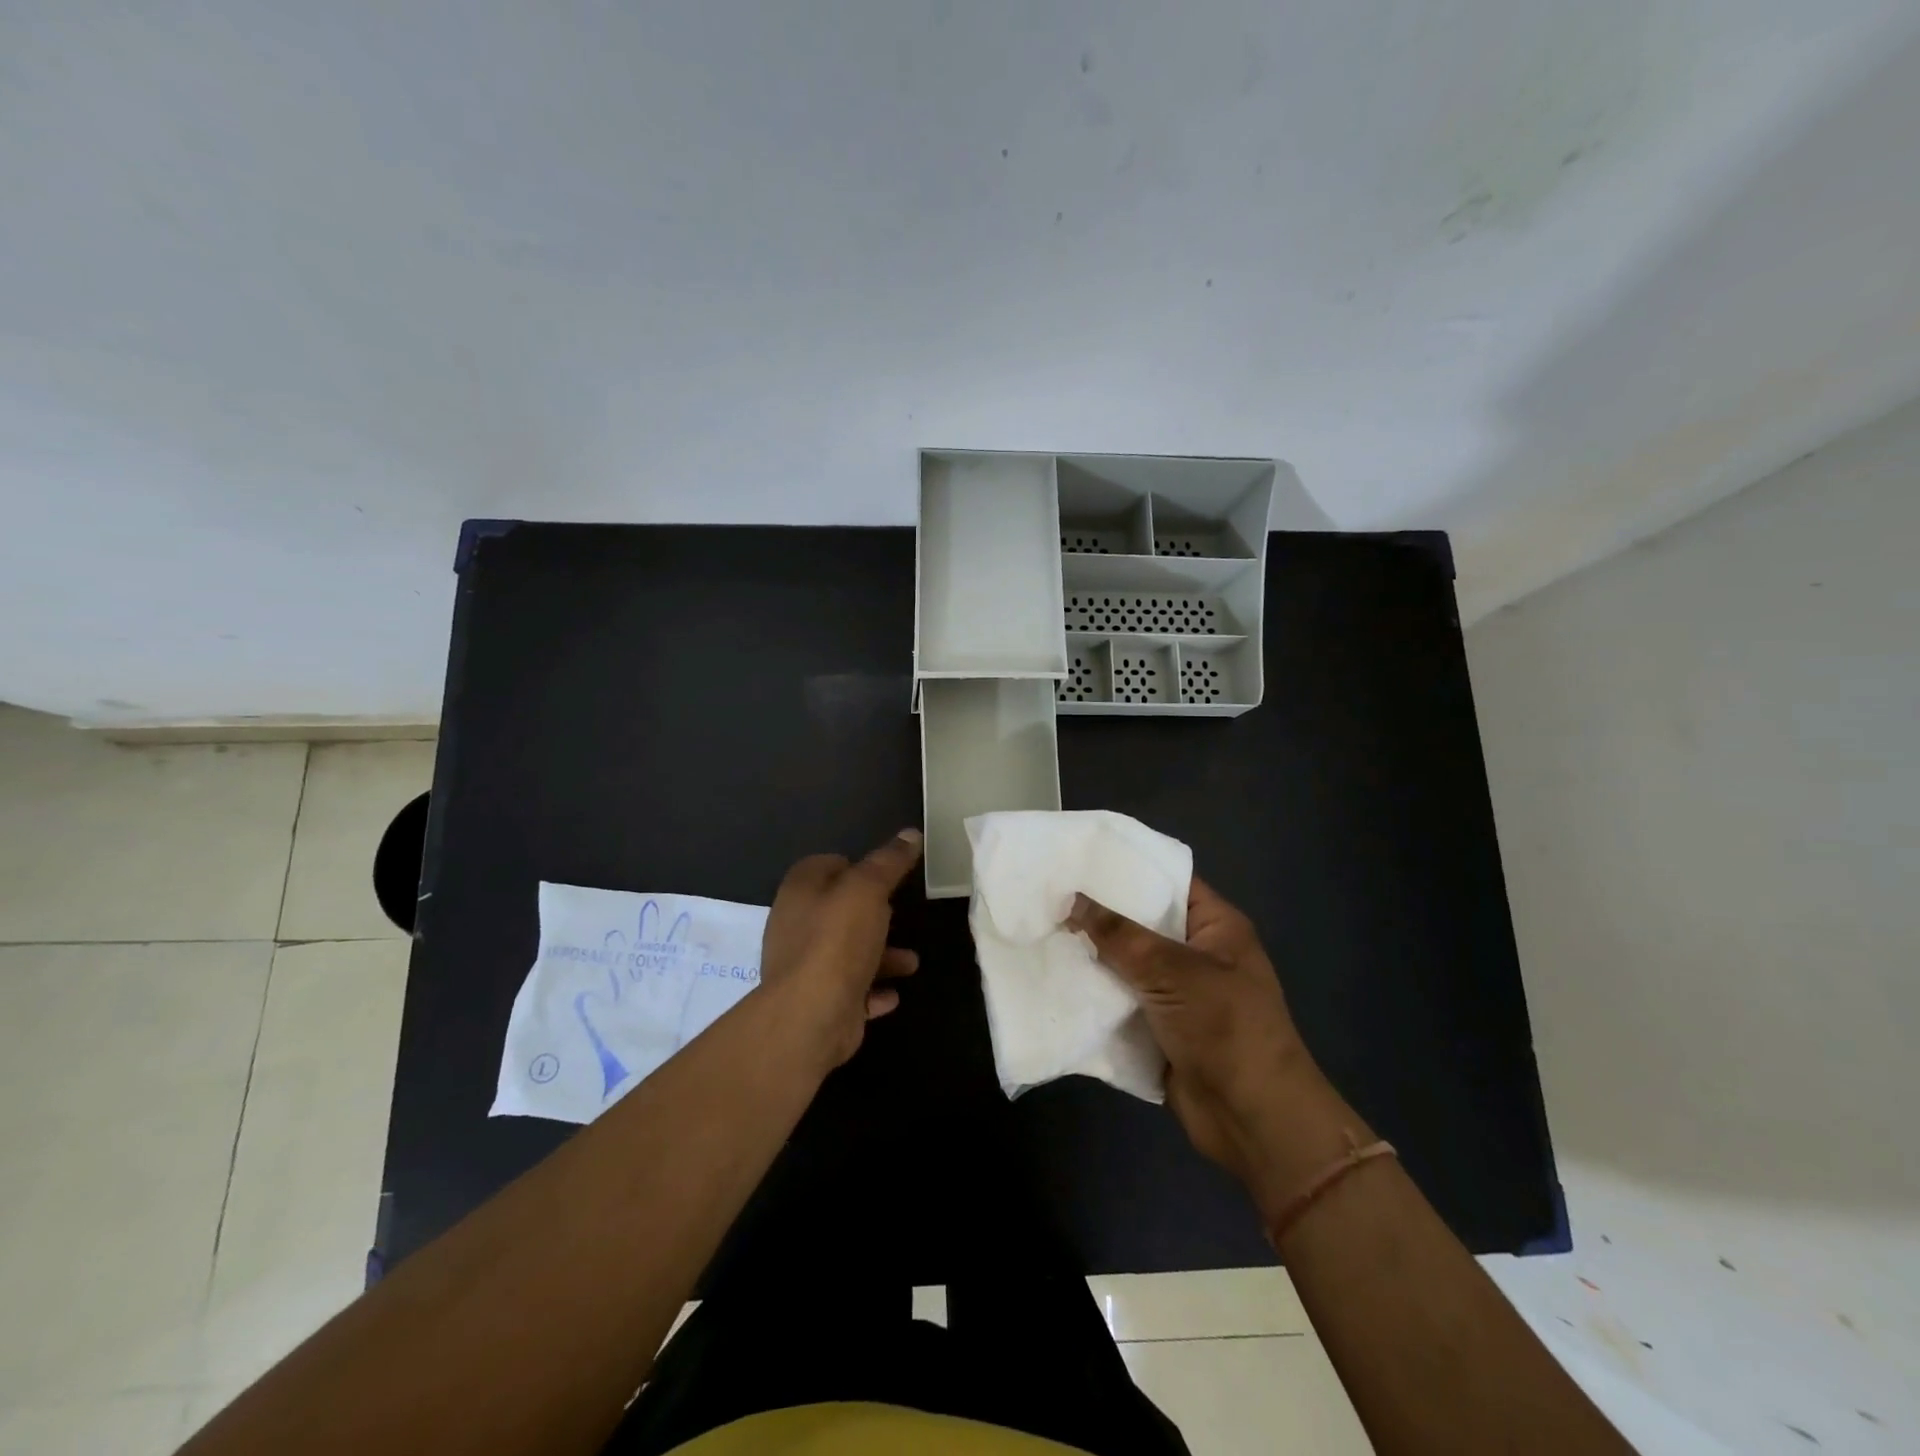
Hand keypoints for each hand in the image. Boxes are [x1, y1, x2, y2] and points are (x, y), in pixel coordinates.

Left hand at [758, 830, 922, 1069]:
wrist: (811, 1017)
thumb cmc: (837, 941)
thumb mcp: (868, 890)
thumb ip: (889, 862)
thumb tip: (911, 833)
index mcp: (800, 892)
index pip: (821, 865)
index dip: (852, 865)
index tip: (883, 874)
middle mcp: (795, 926)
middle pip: (836, 911)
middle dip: (873, 914)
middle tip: (900, 915)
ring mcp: (804, 968)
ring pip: (846, 953)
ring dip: (880, 956)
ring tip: (911, 963)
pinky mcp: (817, 1002)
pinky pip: (849, 991)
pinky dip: (871, 990)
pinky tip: (893, 995)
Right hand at [1068, 878, 1330, 1188]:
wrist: (1252, 1119)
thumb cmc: (1224, 1027)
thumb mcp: (1171, 970)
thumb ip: (1118, 934)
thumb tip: (1071, 900)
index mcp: (1215, 927)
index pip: (1168, 880)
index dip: (1128, 866)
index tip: (1080, 855)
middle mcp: (1196, 953)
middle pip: (1142, 921)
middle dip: (1099, 911)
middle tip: (1048, 892)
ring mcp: (1178, 993)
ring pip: (1126, 962)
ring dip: (1091, 953)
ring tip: (1040, 927)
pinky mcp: (1159, 1027)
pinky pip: (1121, 999)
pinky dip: (1094, 992)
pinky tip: (1053, 975)